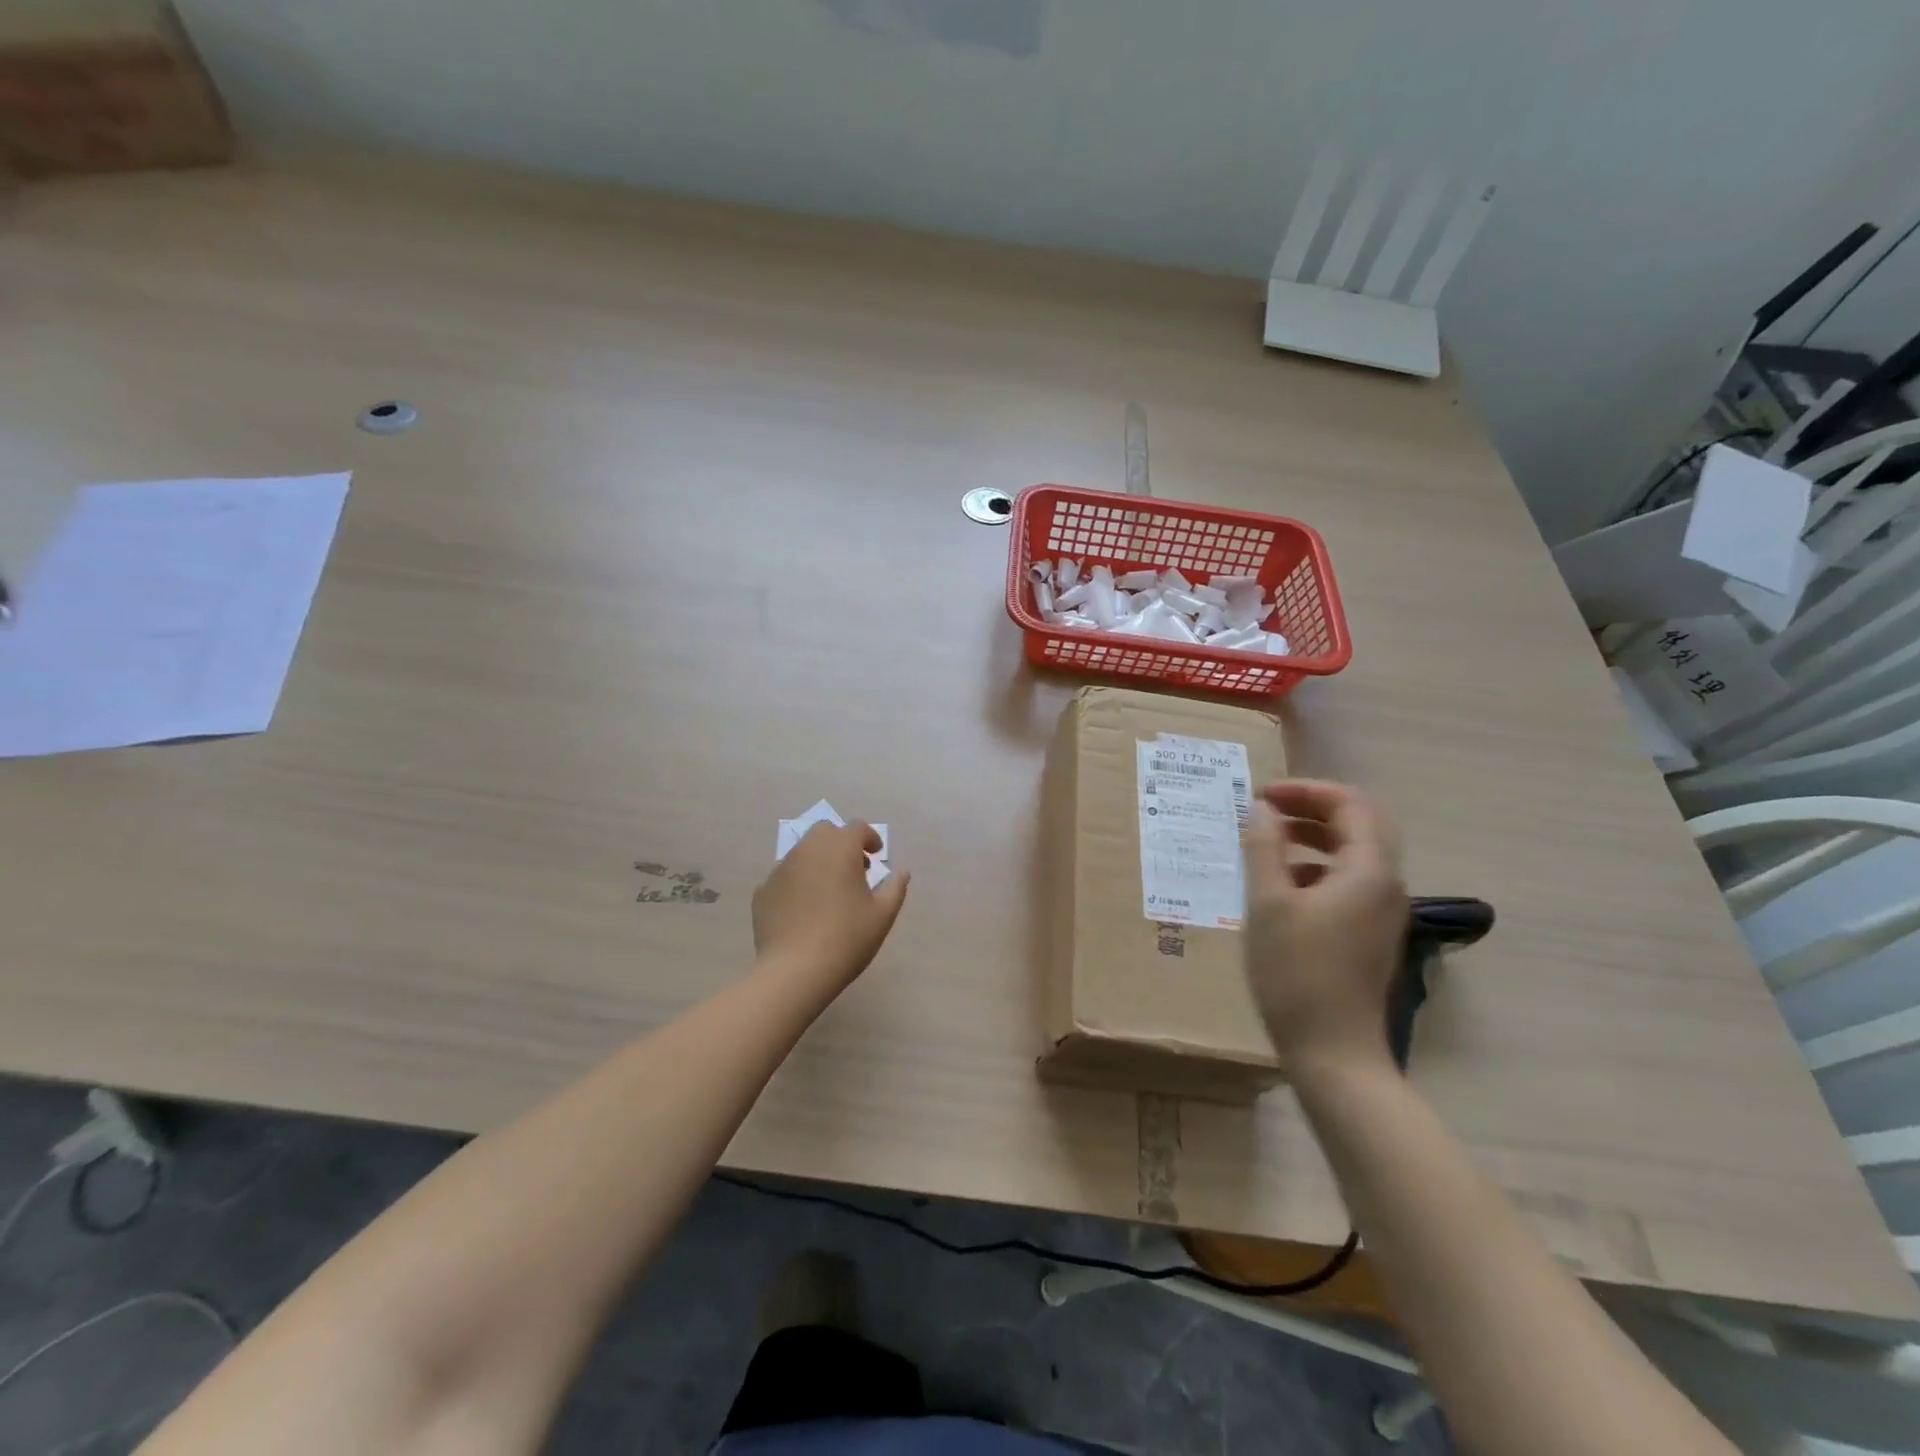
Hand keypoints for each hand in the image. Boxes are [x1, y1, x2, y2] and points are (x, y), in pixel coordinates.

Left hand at [752, 822, 909, 991]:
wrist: (794, 971)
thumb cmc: (847, 938)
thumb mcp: (882, 915)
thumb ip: (895, 888)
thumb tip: (901, 872)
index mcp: (840, 848)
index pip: (857, 828)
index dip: (869, 838)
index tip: (876, 855)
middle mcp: (808, 849)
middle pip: (825, 832)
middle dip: (841, 843)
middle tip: (853, 869)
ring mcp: (781, 869)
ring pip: (802, 853)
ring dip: (818, 861)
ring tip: (828, 891)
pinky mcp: (763, 891)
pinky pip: (784, 877)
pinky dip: (797, 883)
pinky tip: (803, 910)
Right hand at [1242, 780, 1406, 1079]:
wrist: (1333, 1053)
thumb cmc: (1296, 973)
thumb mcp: (1267, 904)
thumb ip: (1263, 848)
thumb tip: (1262, 809)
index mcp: (1368, 870)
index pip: (1350, 804)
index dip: (1306, 790)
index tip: (1261, 795)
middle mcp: (1386, 884)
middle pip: (1360, 823)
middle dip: (1313, 808)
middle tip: (1268, 809)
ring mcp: (1382, 911)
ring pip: (1355, 852)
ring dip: (1314, 836)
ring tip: (1267, 840)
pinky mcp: (1369, 933)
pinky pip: (1349, 880)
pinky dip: (1317, 866)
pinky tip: (1281, 884)